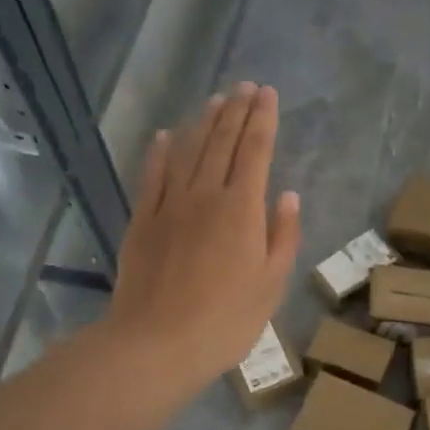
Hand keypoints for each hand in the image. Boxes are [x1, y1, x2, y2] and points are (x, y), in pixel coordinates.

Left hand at [109, 83, 301, 382]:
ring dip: (203, 123)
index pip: (256, 151)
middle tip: (245, 86)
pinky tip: (165, 136)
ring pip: (188, 151)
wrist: (157, 343)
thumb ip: (282, 236)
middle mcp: (206, 195)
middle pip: (222, 142)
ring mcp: (169, 205)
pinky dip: (159, 152)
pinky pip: (152, 176)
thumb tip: (287, 196)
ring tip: (216, 100)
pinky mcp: (142, 221)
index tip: (268, 94)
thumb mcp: (271, 285)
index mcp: (242, 209)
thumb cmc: (226, 321)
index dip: (263, 120)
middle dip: (237, 111)